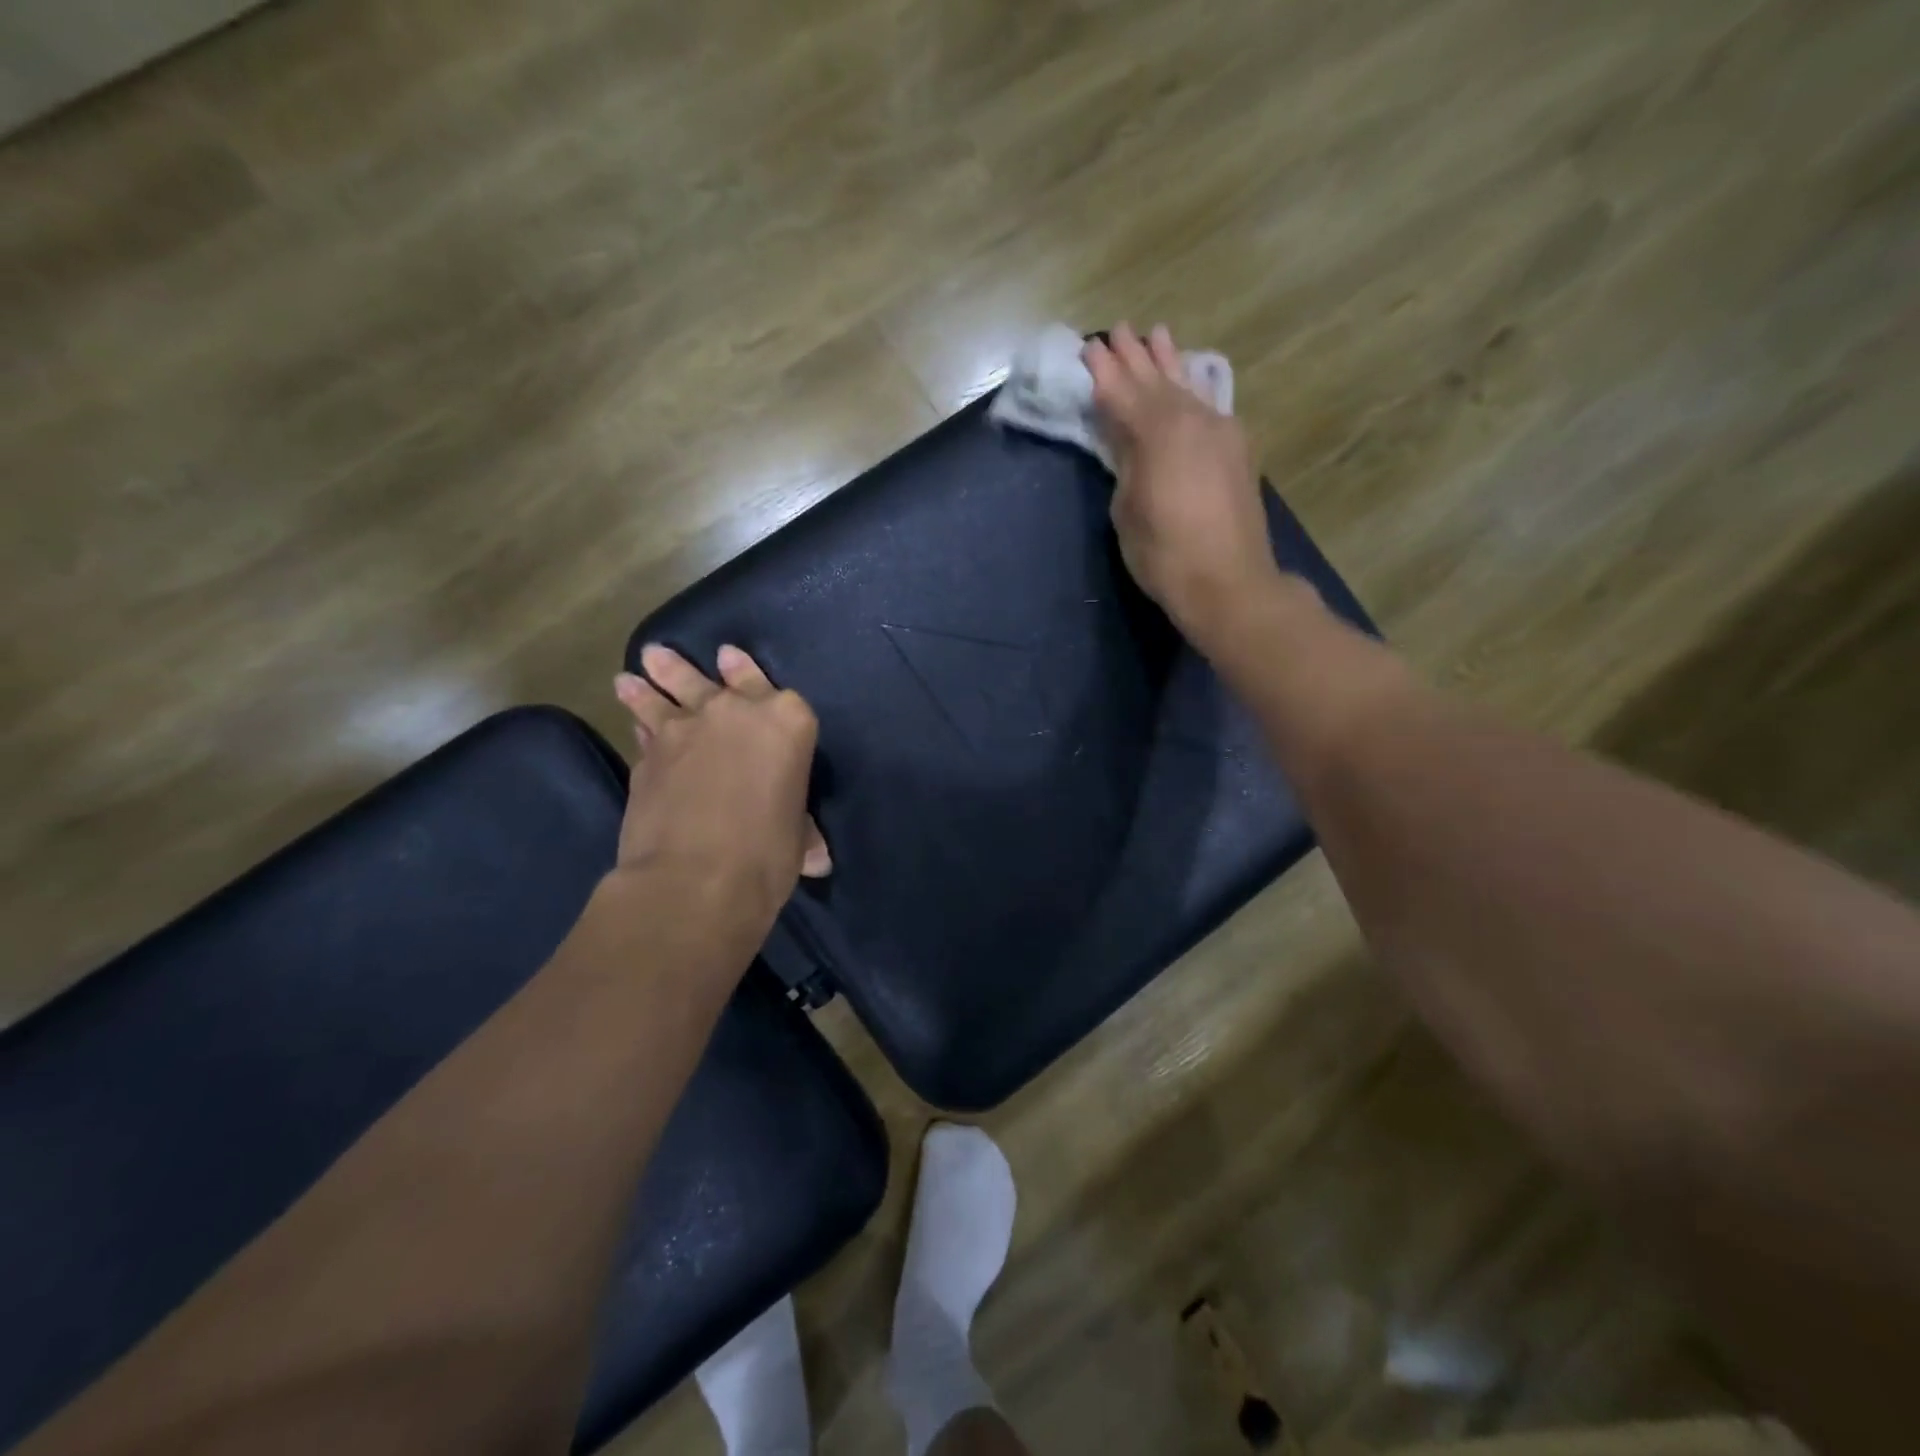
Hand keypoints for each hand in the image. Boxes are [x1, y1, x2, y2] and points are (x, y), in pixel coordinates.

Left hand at [612, 644, 828, 926]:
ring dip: (653, 681)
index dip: (753, 675)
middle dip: (694, 667)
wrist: (697, 878)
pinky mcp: (648, 755)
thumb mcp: (797, 838)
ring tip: (637, 669)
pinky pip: (647, 730)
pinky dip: (641, 722)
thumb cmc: (768, 853)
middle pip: (717, 680)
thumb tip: (818, 858)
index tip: (733, 661)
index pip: (780, 694)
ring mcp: (686, 730)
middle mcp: (736, 713)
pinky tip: (632, 719)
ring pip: (667, 693)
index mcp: (787, 722)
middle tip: (669, 654)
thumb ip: (801, 830)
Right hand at [1084, 323, 1284, 649]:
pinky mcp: (1236, 449)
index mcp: (1156, 432)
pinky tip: (1191, 379)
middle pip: (1155, 380)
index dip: (1102, 371)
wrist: (1228, 581)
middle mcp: (1190, 419)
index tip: (1088, 347)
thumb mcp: (1127, 509)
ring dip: (1169, 361)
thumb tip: (1128, 442)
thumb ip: (1125, 464)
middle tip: (1117, 329)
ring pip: (1187, 385)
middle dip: (1134, 356)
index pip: (1121, 392)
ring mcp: (1219, 430)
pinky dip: (1193, 387)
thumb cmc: (1164, 553)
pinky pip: (1209, 403)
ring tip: (1157, 334)